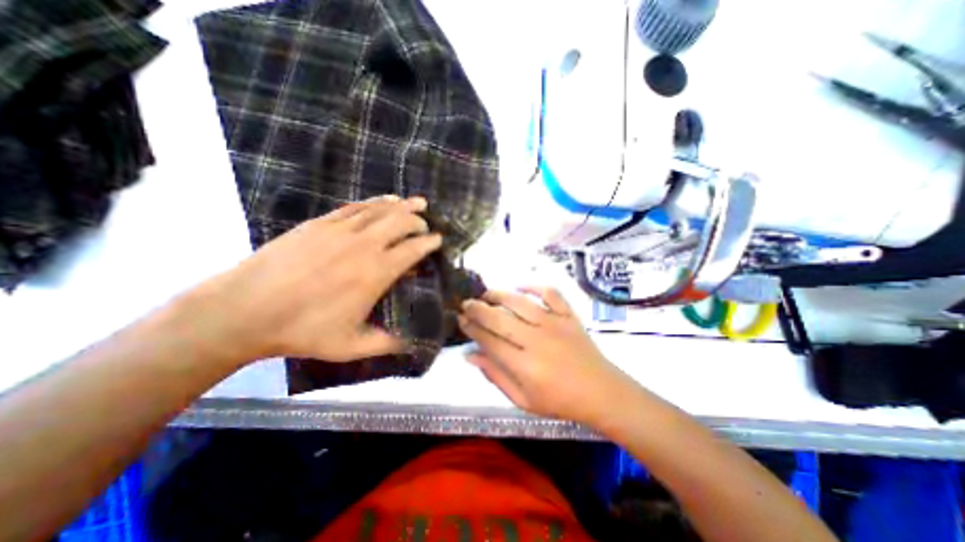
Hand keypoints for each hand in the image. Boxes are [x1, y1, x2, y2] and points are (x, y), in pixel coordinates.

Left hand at [193, 194, 442, 362]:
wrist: (243, 310)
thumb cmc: (303, 330)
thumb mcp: (351, 345)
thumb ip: (387, 343)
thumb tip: (413, 344)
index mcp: (377, 272)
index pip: (414, 248)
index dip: (430, 242)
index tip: (439, 240)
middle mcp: (365, 244)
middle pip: (401, 221)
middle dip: (419, 220)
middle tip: (426, 225)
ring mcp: (341, 229)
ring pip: (381, 209)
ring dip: (403, 205)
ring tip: (417, 202)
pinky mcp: (320, 223)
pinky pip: (355, 207)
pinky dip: (375, 202)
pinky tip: (382, 201)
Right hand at [458, 287, 634, 424]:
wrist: (601, 392)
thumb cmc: (560, 401)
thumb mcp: (523, 400)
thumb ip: (495, 376)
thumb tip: (470, 356)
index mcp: (525, 366)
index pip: (489, 341)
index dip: (471, 329)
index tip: (460, 320)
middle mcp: (537, 340)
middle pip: (499, 318)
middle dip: (478, 309)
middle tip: (466, 304)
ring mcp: (555, 324)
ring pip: (520, 302)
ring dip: (499, 295)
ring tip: (486, 294)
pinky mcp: (568, 316)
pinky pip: (550, 293)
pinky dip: (534, 286)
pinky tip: (521, 286)